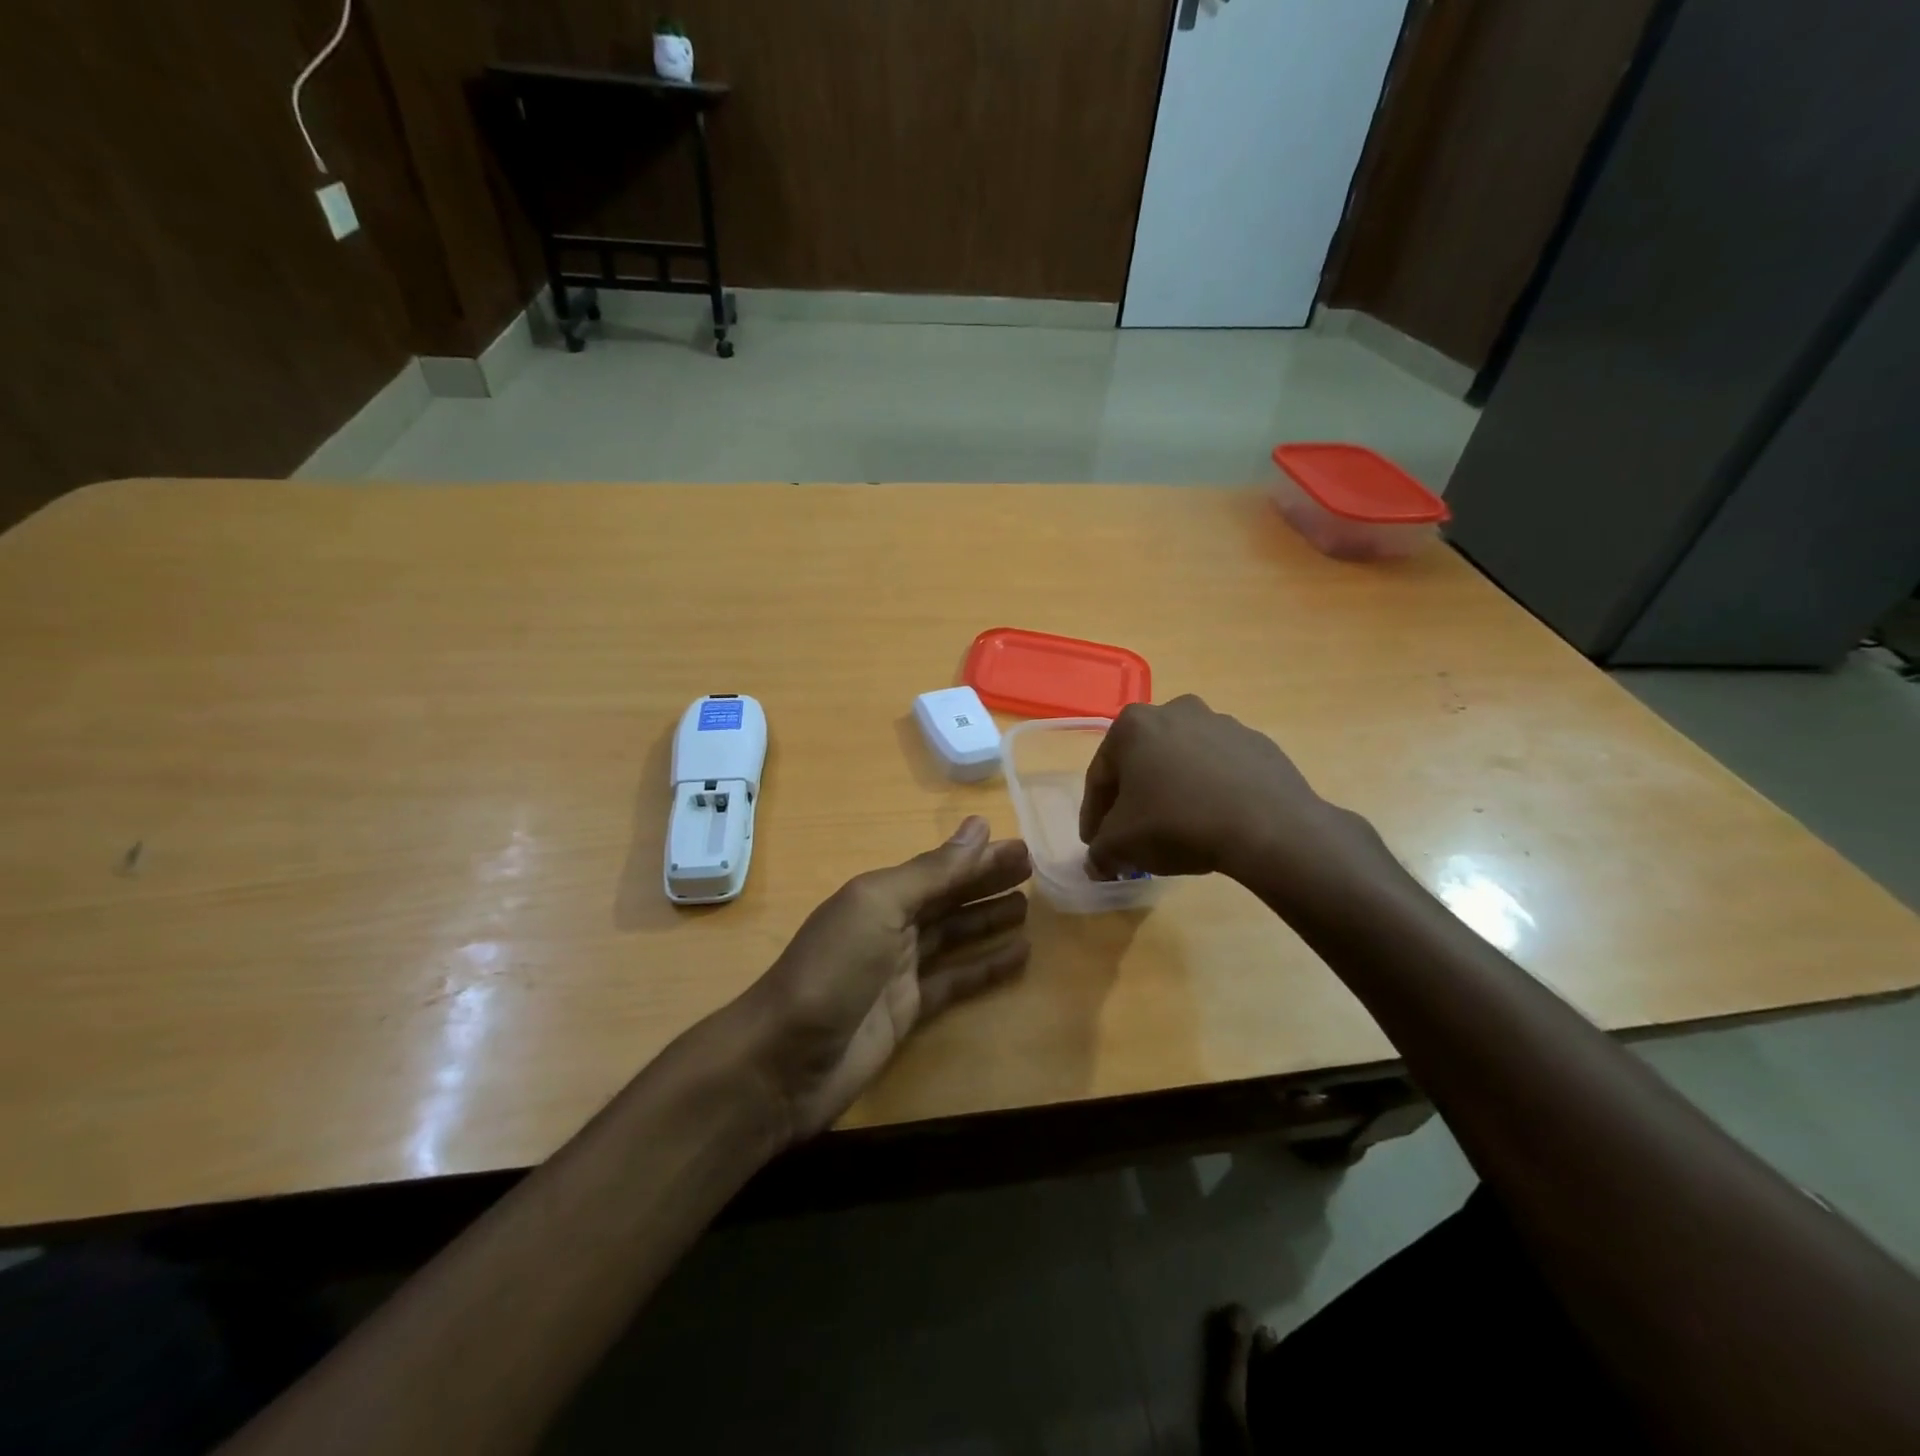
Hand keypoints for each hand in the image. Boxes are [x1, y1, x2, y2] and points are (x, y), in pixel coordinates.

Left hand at [736, 817, 1031, 1141]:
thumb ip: (930, 872)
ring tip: (1029, 908)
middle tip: (1034, 871)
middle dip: (987, 883)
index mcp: (879, 894)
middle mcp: (890, 926)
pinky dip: (986, 968)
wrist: (784, 1061)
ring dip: (988, 921)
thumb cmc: (832, 970)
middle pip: (949, 898)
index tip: (1022, 847)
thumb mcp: (878, 907)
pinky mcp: (909, 1011)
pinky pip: (956, 981)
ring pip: (954, 936)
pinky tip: (1018, 957)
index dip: (979, 858)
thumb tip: (980, 827)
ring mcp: (899, 971)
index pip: (940, 869)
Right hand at [1078, 695, 1389, 894]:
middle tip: (1132, 837)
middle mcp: (1175, 711)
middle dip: (1134, 800)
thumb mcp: (1122, 845)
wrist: (1269, 827)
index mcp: (1134, 724)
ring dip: (1172, 793)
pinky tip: (1213, 824)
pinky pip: (1220, 771)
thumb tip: (1098, 862)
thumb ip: (1100, 852)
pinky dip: (1209, 793)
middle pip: (1142, 763)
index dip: (1094, 814)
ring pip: (1182, 764)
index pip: (1101, 775)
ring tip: (1176, 832)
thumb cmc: (1177, 823)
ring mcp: (1221, 724)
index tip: (1095, 843)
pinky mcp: (1258, 744)